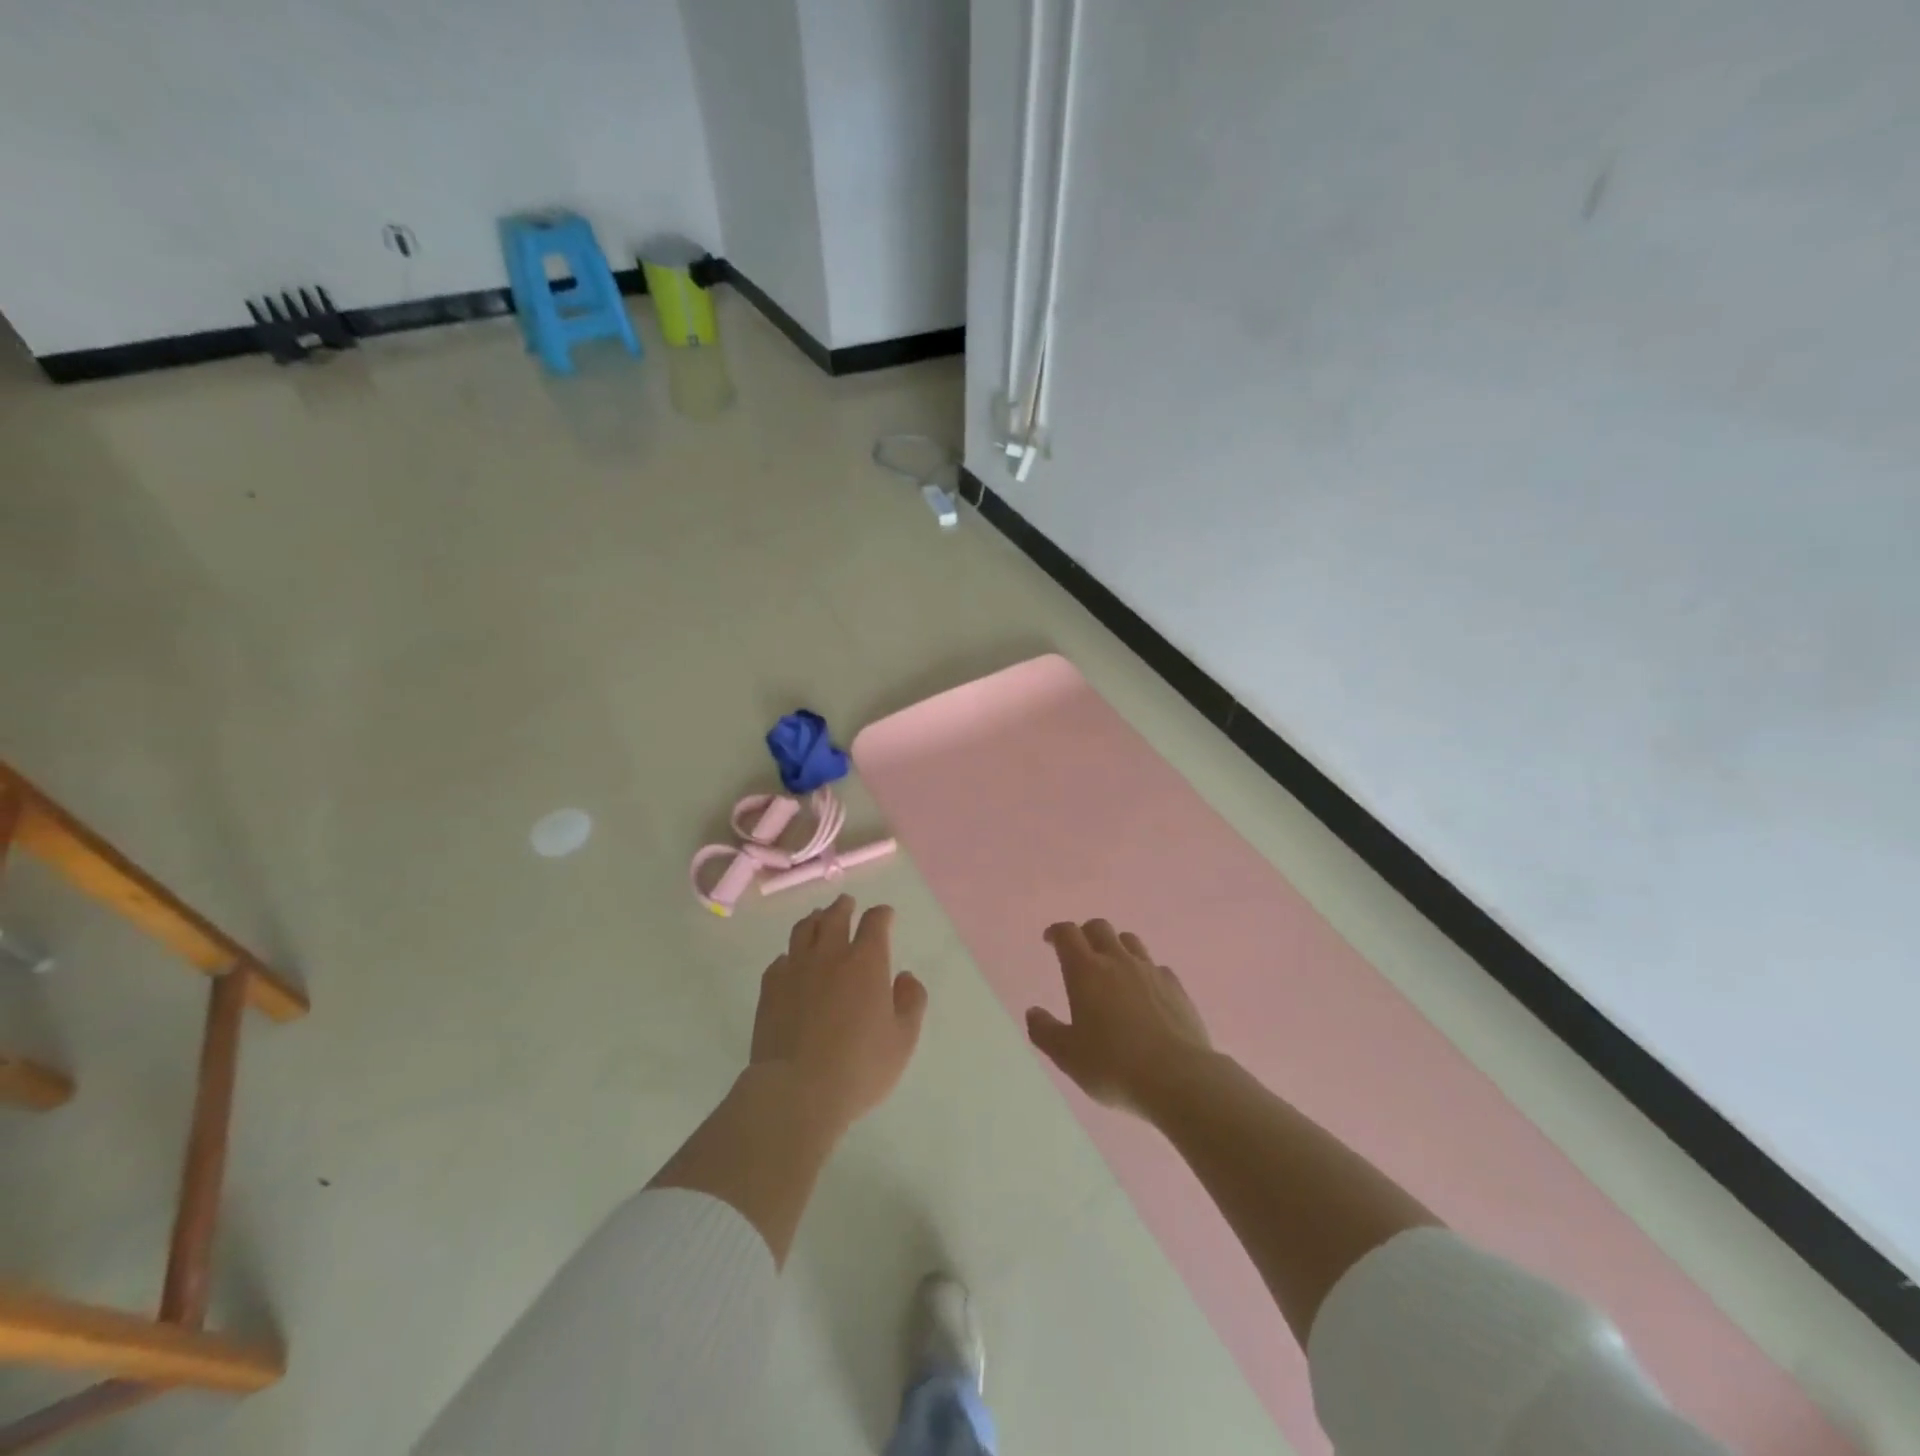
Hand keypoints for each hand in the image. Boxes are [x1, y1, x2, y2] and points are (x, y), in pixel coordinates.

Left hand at [750, 896, 927, 1131]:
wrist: (796, 1091)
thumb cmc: (859, 1067)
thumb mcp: (903, 1040)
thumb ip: (911, 1002)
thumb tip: (905, 976)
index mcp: (866, 962)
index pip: (875, 922)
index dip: (882, 914)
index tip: (886, 915)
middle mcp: (830, 955)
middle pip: (835, 916)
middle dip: (844, 907)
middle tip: (847, 903)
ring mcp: (796, 969)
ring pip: (804, 930)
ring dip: (815, 920)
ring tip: (818, 919)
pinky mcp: (770, 988)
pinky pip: (780, 960)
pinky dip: (790, 955)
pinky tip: (792, 962)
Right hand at [1026, 919, 1212, 1117]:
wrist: (1179, 1078)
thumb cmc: (1114, 1066)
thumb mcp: (1068, 1056)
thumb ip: (1045, 1031)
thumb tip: (1033, 1012)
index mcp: (1086, 971)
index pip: (1067, 934)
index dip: (1056, 932)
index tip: (1050, 941)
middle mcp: (1118, 961)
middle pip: (1099, 927)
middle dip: (1085, 934)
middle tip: (1079, 953)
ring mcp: (1150, 971)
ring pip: (1130, 941)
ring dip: (1116, 946)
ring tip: (1112, 968)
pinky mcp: (1176, 987)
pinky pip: (1156, 967)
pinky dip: (1145, 972)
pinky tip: (1145, 993)